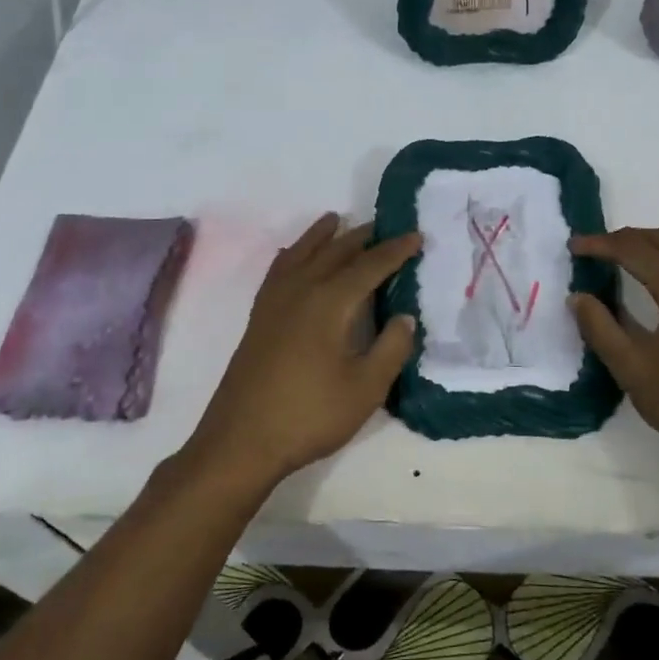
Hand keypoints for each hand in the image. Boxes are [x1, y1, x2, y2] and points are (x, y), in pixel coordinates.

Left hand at [184, 214, 419, 488]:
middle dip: (361, 237)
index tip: (416, 236)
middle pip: (334, 252)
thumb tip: (404, 316)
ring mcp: (274, 301)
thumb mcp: (365, 389)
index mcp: (330, 302)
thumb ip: (391, 348)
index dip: (395, 251)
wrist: (242, 439)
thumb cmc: (309, 415)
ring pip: (301, 253)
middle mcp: (301, 290)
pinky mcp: (259, 317)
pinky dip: (292, 254)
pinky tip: (292, 256)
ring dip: (322, 236)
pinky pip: (279, 269)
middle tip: (384, 226)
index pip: (369, 266)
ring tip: (336, 220)